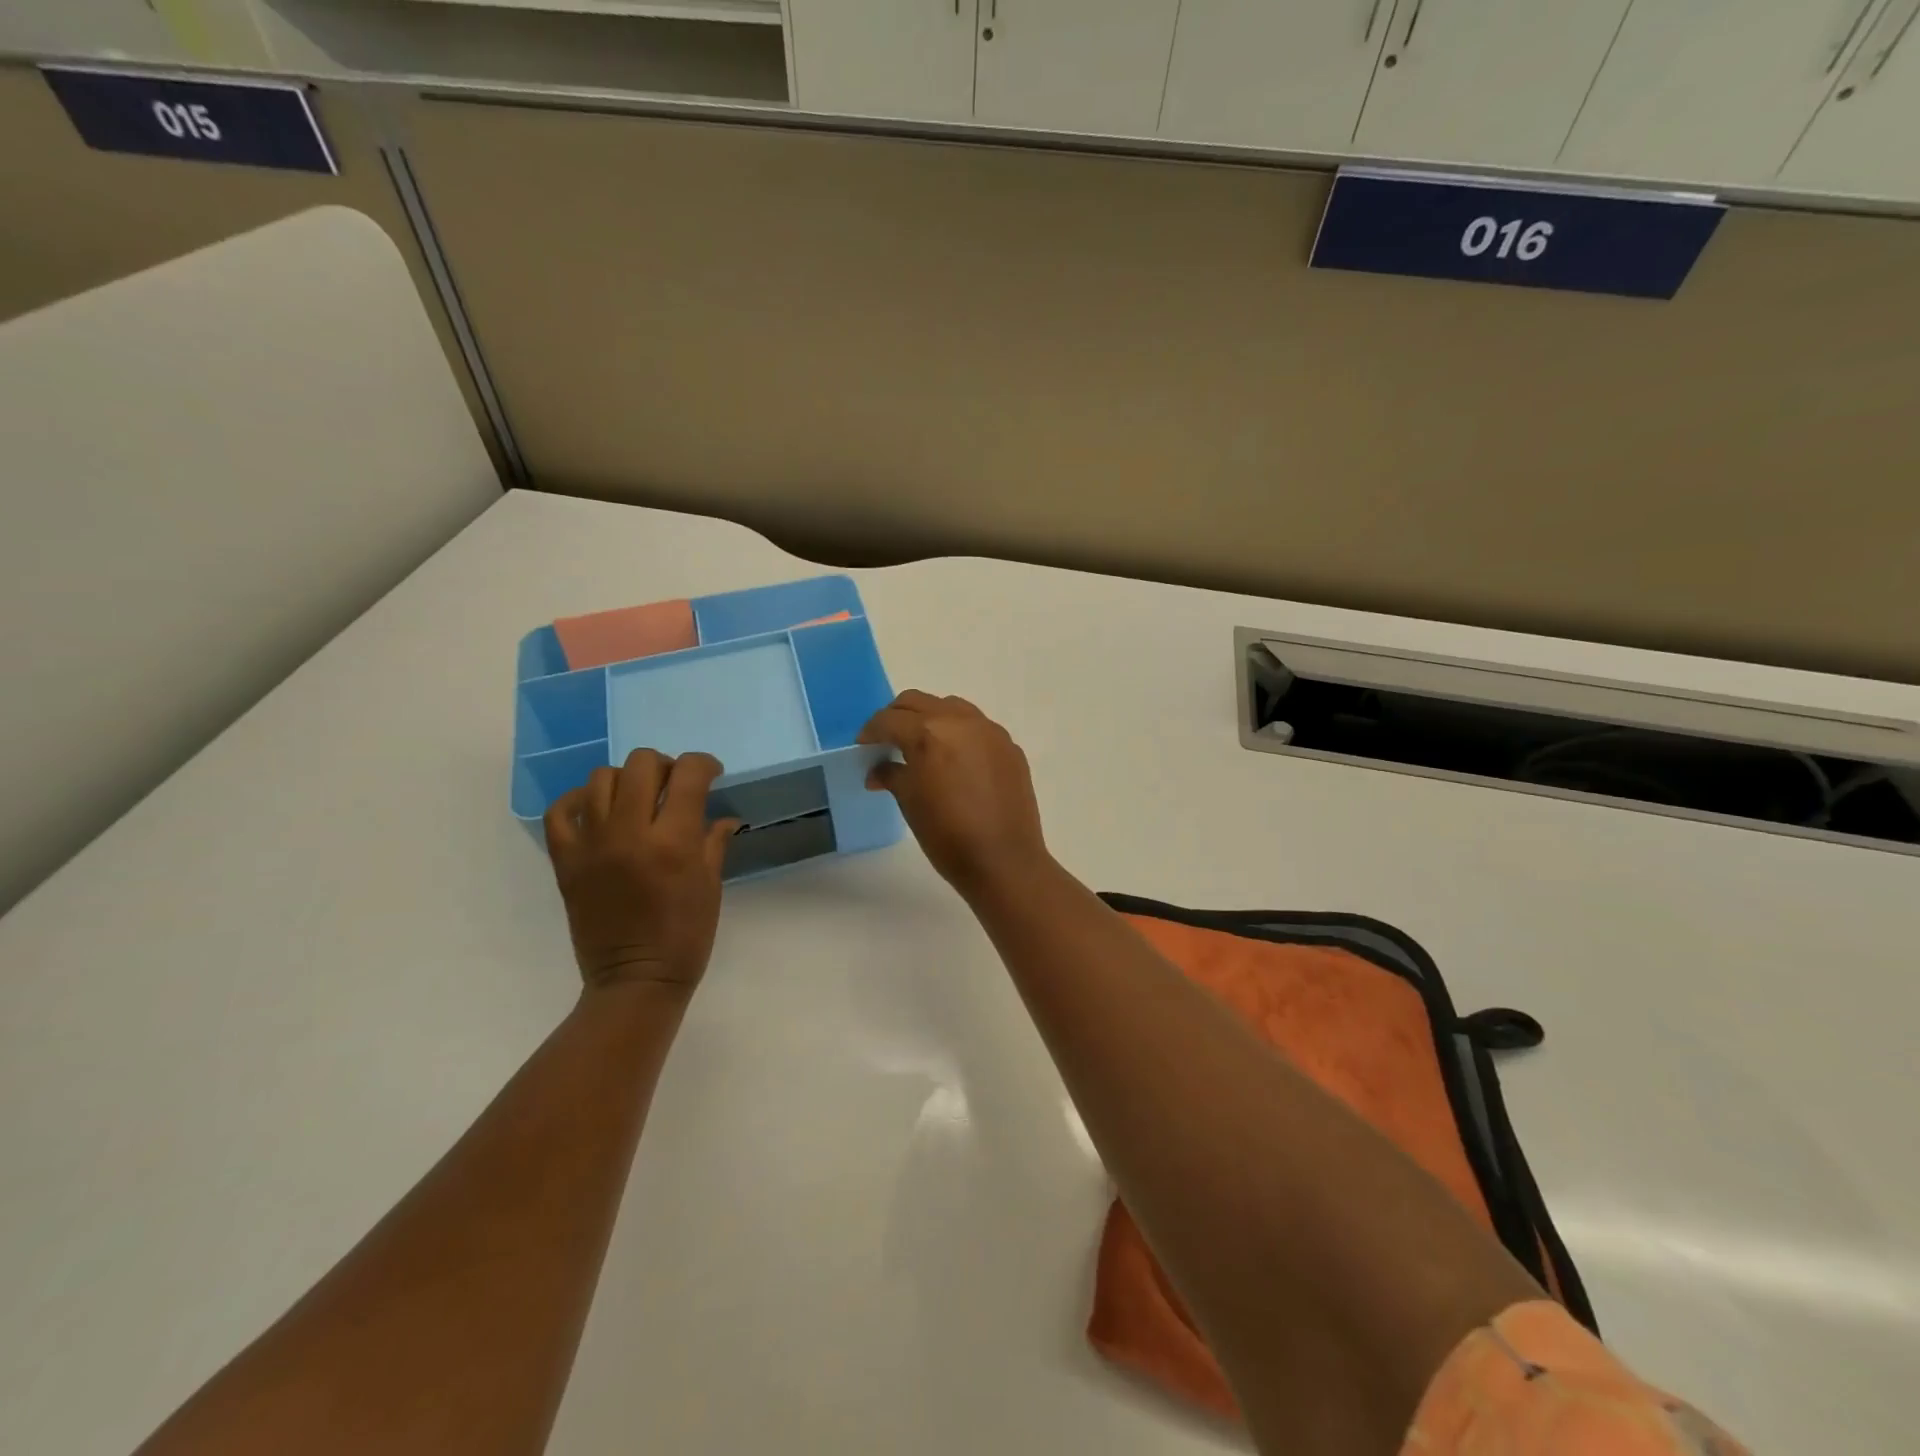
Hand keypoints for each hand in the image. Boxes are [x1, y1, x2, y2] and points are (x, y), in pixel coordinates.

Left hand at [544, 750, 740, 993]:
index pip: (689, 774)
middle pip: (642, 764)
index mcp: (673, 842)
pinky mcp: (566, 861)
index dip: (704, 764)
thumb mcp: (710, 886)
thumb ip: (713, 842)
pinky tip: (598, 809)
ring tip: (638, 798)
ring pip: (602, 778)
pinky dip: (579, 800)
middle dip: (666, 766)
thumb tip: (724, 818)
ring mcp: (592, 845)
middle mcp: (630, 833)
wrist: (634, 980)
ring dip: (627, 779)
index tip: (711, 775)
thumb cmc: (685, 937)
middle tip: (674, 786)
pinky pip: (561, 811)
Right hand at [859, 690, 1050, 897]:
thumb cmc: (948, 835)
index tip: (863, 747)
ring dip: (930, 719)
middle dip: (897, 717)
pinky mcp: (1009, 746)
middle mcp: (960, 721)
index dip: (870, 732)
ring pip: (950, 708)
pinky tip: (955, 761)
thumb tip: (878, 771)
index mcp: (929, 733)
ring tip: (922, 746)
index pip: (889, 720)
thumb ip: (892, 775)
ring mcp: (990, 731)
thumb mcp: (910, 803)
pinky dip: (958, 734)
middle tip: (887, 741)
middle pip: (918, 703)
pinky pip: (977, 728)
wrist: (1004, 861)